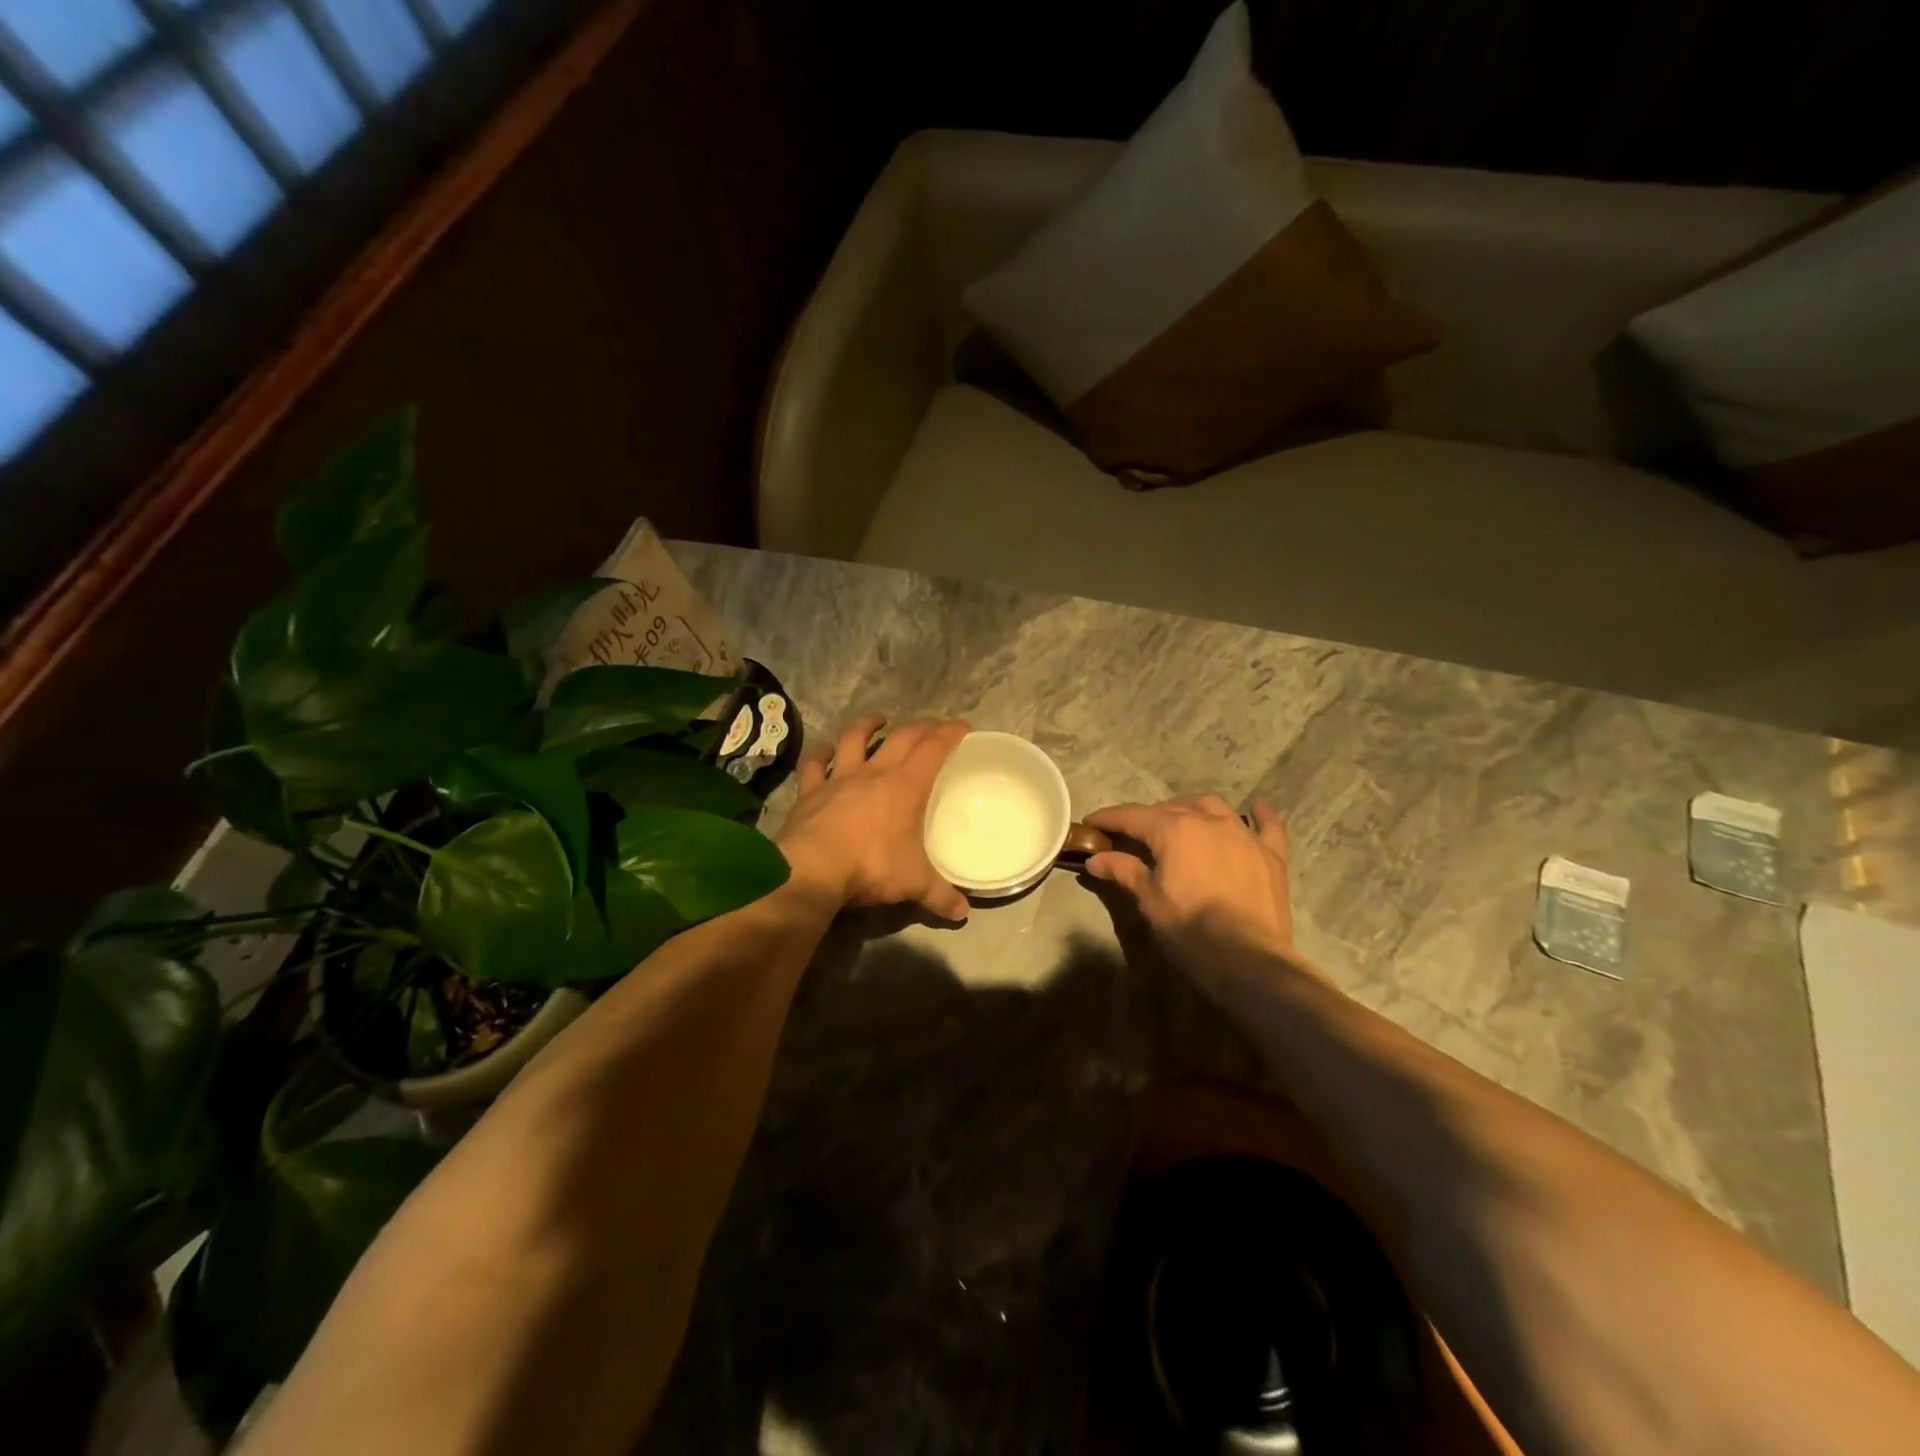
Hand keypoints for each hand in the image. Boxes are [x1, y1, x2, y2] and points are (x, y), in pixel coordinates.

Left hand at [776, 714, 970, 918]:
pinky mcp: (810, 792)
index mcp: (905, 787)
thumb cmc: (871, 867)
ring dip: (868, 725)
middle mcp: (874, 774)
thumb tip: (962, 913)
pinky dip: (819, 754)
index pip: (933, 749)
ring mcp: (839, 779)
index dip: (949, 734)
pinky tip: (824, 750)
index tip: (962, 726)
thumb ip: (939, 895)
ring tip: (879, 720)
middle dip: (920, 726)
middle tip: (932, 725)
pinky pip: (814, 765)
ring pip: (854, 739)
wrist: (813, 870)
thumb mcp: (913, 884)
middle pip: (901, 737)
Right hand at [1083, 796, 1293, 964]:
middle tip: (1133, 835)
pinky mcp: (1271, 856)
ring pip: (1214, 808)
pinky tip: (1255, 809)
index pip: (1133, 816)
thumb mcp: (1150, 900)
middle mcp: (1210, 821)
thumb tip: (1096, 859)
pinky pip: (1267, 827)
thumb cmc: (1190, 929)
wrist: (1249, 960)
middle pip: (1173, 808)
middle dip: (1149, 817)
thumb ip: (1124, 871)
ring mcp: (1244, 835)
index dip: (1109, 818)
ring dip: (1193, 809)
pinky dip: (1259, 817)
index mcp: (1175, 829)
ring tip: (1181, 821)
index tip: (1091, 822)